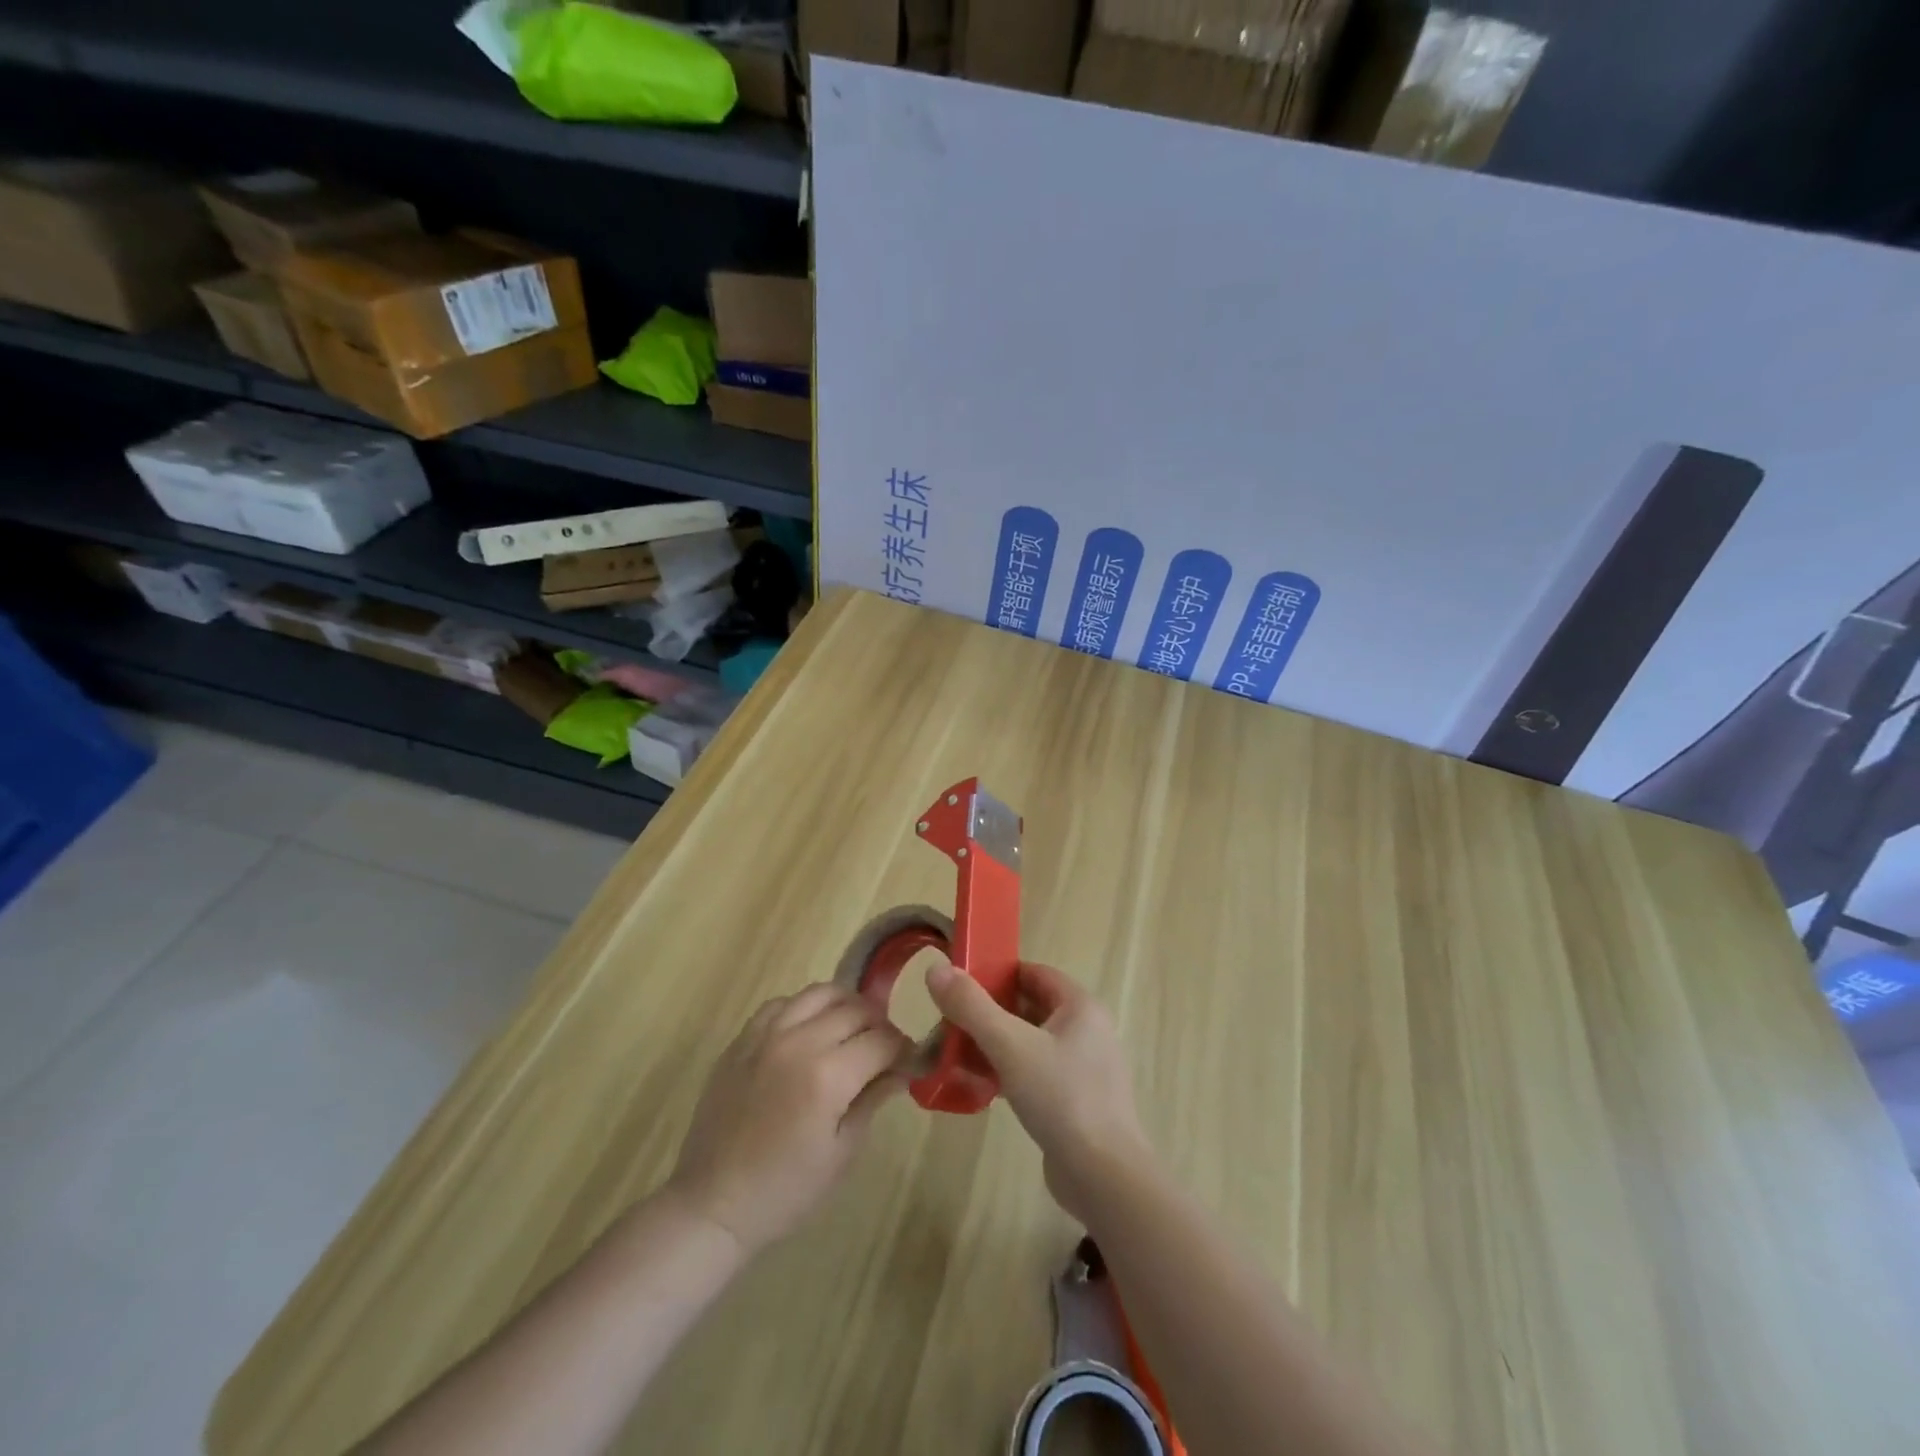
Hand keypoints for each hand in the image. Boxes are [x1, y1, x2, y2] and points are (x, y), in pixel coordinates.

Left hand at [667, 983, 911, 1255]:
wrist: (713, 1204)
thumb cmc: (785, 1190)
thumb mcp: (842, 1152)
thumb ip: (873, 1099)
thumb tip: (902, 1069)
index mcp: (828, 1076)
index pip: (883, 1040)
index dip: (903, 1049)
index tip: (909, 1061)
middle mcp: (799, 1042)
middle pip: (856, 1009)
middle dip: (879, 1025)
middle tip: (883, 1050)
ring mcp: (766, 1035)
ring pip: (820, 993)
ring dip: (845, 1007)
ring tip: (850, 1030)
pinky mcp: (742, 1039)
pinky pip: (782, 1003)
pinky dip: (804, 1009)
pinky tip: (808, 1032)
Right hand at [925, 961, 1152, 1221]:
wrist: (1104, 1178)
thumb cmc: (1061, 1098)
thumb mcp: (1010, 1046)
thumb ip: (972, 1007)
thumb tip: (937, 969)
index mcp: (1080, 1007)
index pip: (1034, 973)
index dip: (997, 974)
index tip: (960, 985)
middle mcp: (1086, 1030)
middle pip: (1029, 1007)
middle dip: (989, 1013)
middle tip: (950, 1022)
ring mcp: (1083, 1068)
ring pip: (1030, 1043)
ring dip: (995, 1045)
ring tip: (956, 1054)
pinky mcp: (1075, 1101)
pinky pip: (1035, 1073)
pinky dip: (1008, 1073)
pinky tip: (978, 1087)